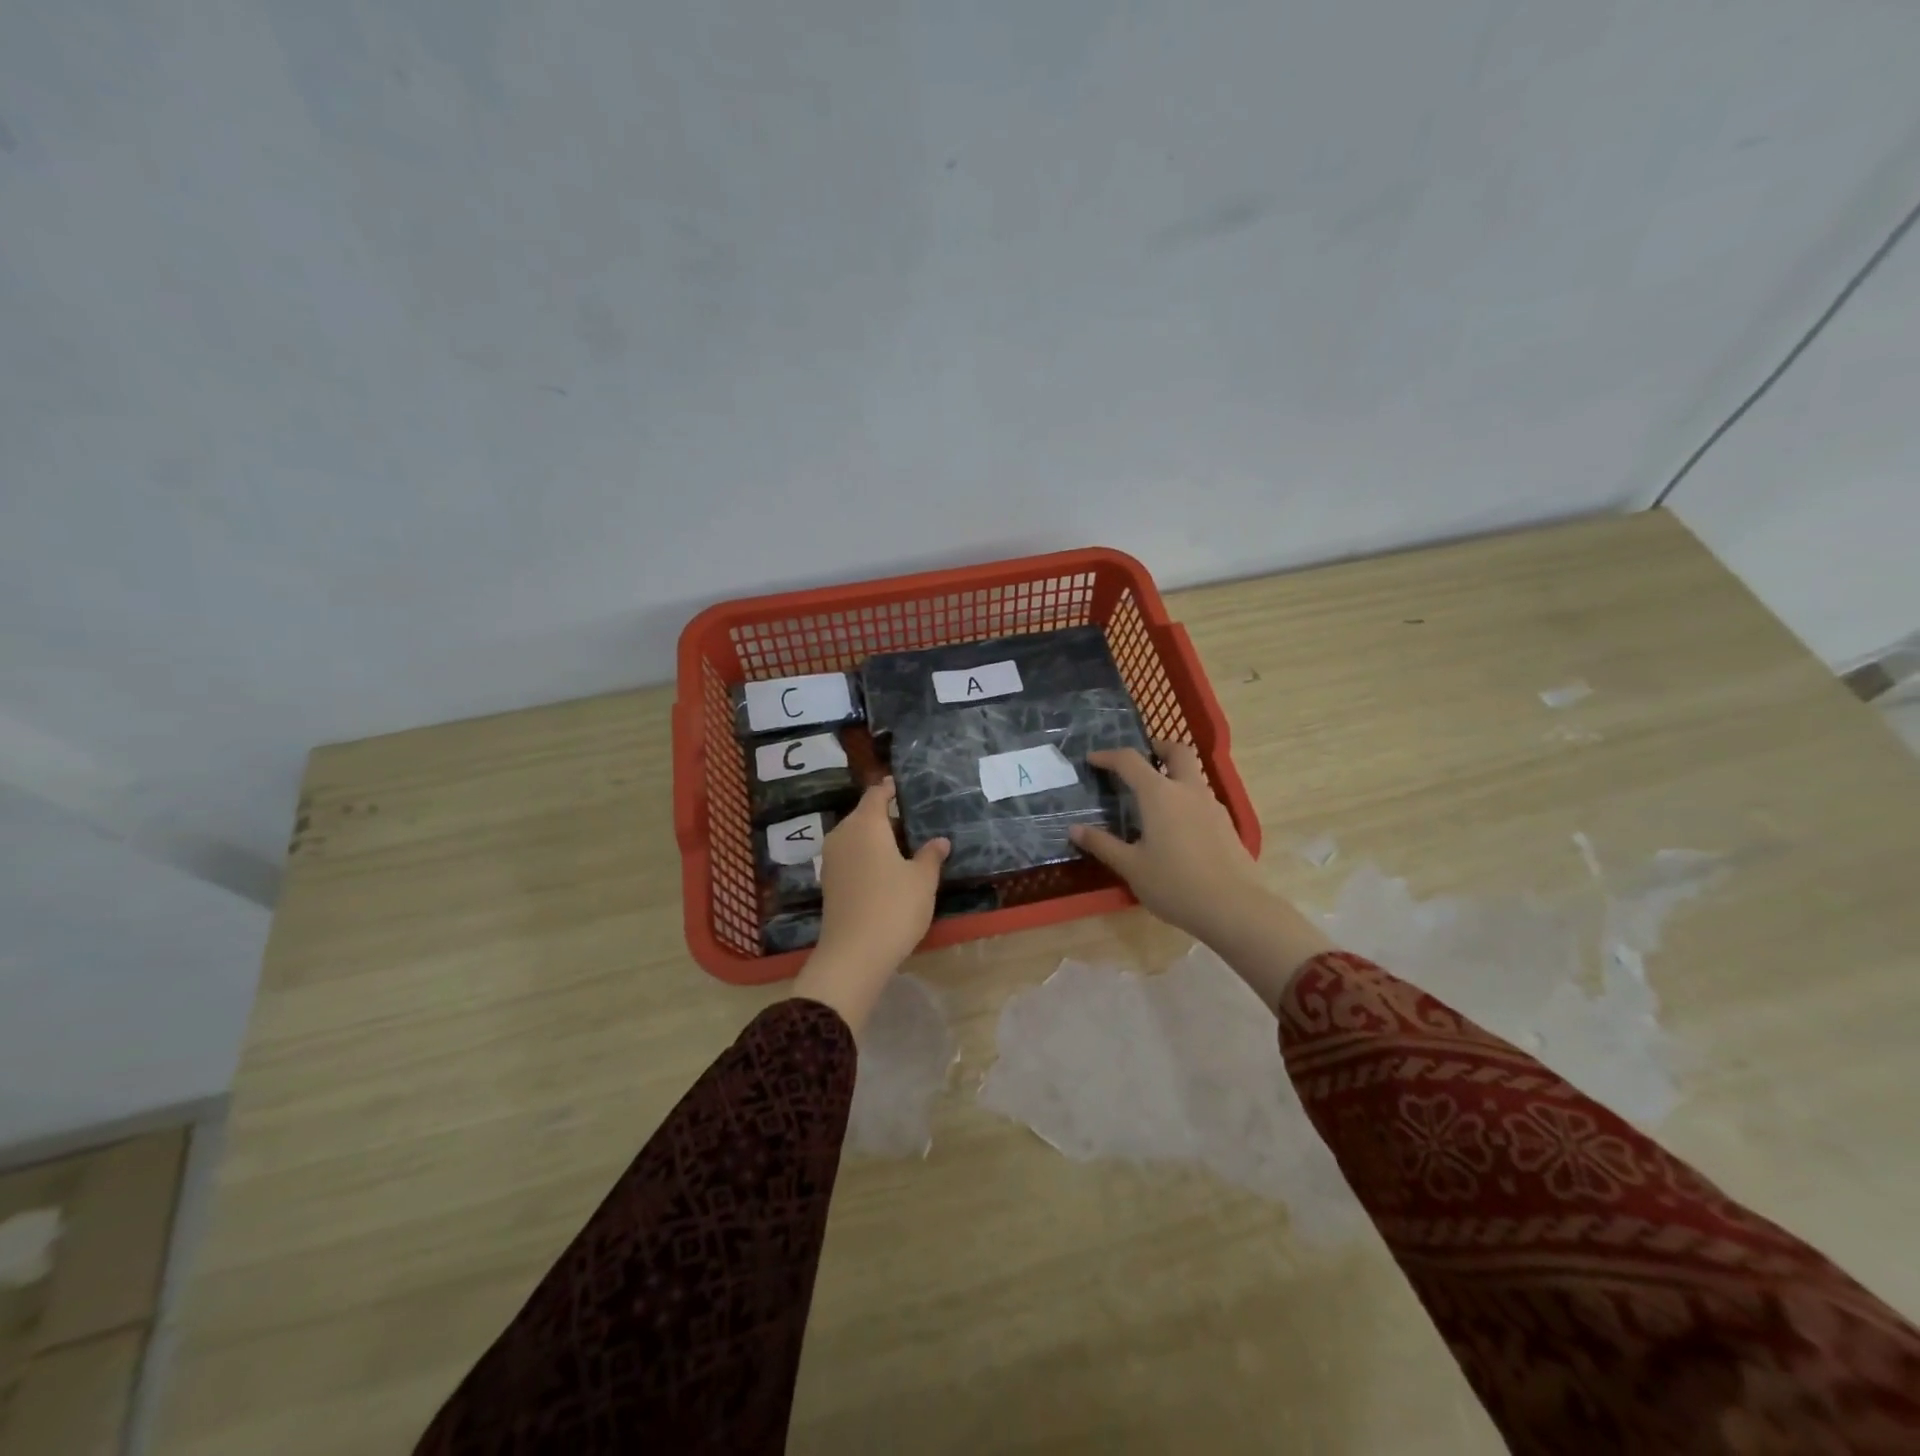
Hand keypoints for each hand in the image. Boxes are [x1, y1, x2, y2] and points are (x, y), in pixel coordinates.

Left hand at [792, 779, 948, 1034]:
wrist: (853, 955)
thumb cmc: (893, 907)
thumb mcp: (922, 880)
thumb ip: (931, 856)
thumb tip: (940, 841)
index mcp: (865, 824)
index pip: (876, 794)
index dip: (890, 788)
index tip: (904, 786)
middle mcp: (843, 835)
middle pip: (864, 815)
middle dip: (886, 816)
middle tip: (914, 820)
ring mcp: (832, 860)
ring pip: (856, 837)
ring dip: (877, 838)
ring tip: (904, 845)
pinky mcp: (829, 882)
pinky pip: (851, 857)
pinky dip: (867, 856)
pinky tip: (887, 870)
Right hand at [1071, 742, 1333, 1007]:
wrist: (1235, 908)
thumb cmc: (1175, 884)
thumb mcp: (1131, 867)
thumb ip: (1102, 844)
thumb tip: (1075, 829)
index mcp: (1159, 794)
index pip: (1130, 761)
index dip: (1109, 756)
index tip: (1093, 759)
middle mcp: (1188, 790)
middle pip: (1177, 752)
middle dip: (1158, 748)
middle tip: (1141, 760)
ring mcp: (1212, 806)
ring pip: (1193, 775)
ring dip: (1173, 775)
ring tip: (1154, 799)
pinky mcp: (1226, 825)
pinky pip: (1202, 799)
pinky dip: (1186, 799)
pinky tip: (1176, 827)